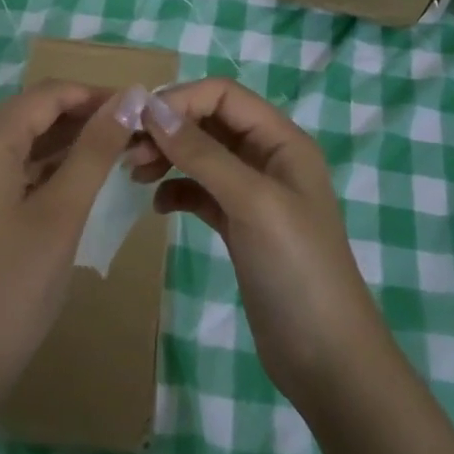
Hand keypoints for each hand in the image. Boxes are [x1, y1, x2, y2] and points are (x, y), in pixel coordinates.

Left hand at [0, 81, 138, 424]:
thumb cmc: (11, 289)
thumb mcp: (61, 215)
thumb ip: (95, 151)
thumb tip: (129, 98)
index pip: (46, 95)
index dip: (94, 95)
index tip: (140, 109)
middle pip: (29, 114)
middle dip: (81, 119)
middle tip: (133, 135)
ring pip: (18, 142)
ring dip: (63, 144)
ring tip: (115, 155)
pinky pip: (4, 169)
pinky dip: (40, 169)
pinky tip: (75, 181)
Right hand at [128, 79, 392, 413]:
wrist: (325, 358)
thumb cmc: (296, 269)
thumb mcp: (251, 202)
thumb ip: (203, 154)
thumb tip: (152, 109)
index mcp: (282, 141)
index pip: (224, 95)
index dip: (181, 100)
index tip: (139, 123)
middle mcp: (267, 159)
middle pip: (209, 122)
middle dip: (168, 129)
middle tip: (128, 152)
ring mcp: (252, 194)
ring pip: (200, 156)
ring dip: (167, 157)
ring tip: (134, 174)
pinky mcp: (239, 226)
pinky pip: (199, 192)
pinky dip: (176, 191)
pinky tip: (158, 206)